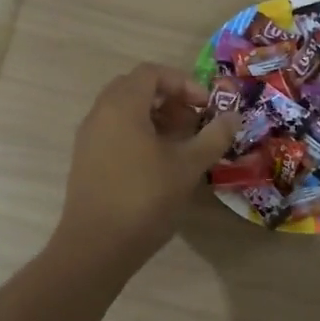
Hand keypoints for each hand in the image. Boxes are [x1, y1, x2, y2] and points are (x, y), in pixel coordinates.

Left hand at [53, 63, 240, 269]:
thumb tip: (234, 116)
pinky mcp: (86, 160)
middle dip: (169, 99)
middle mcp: (100, 113)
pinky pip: (114, 131)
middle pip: (136, 88)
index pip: (152, 73)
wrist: (95, 247)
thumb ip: (213, 136)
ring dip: (155, 117)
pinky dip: (139, 134)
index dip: (183, 83)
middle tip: (193, 121)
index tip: (206, 106)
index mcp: (122, 105)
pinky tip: (159, 164)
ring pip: (124, 111)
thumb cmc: (144, 198)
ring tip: (181, 144)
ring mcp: (89, 138)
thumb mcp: (188, 166)